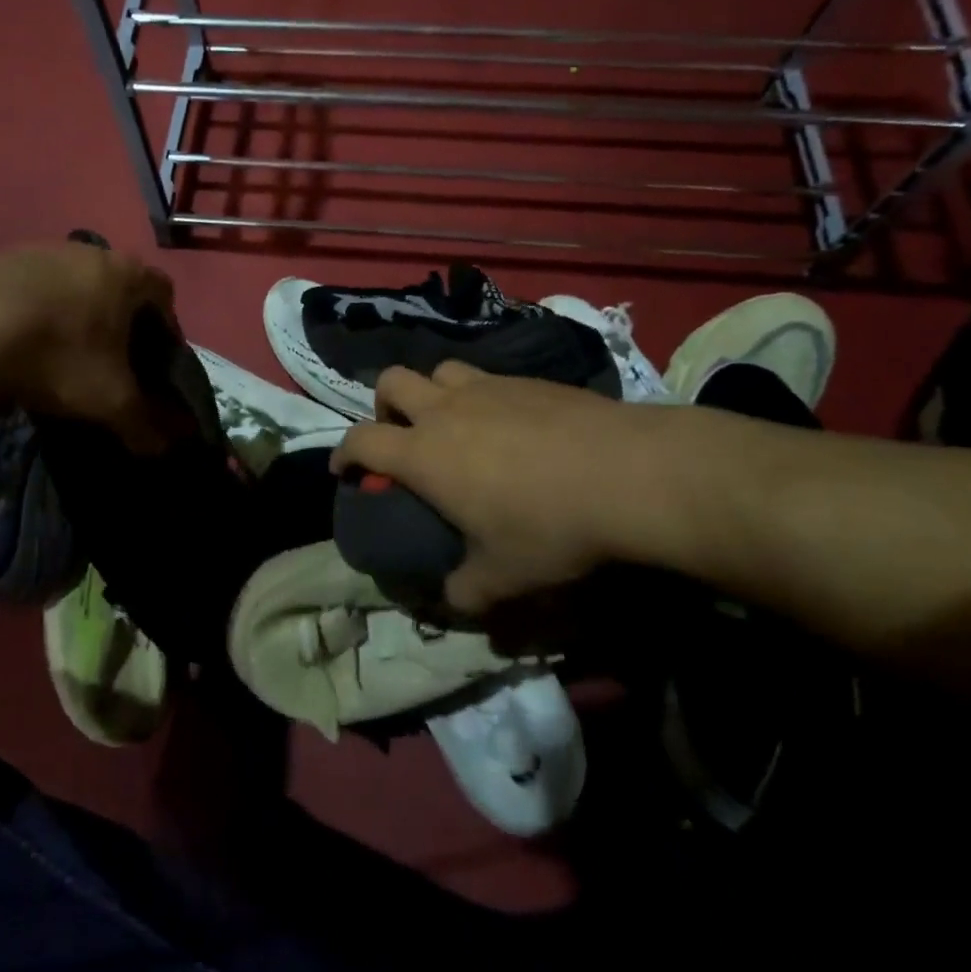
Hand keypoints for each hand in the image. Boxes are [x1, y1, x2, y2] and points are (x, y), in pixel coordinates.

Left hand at [0, 243, 182, 455]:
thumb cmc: (60, 354)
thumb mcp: (109, 399)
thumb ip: (143, 422)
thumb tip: (164, 447)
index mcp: (126, 274)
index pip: (163, 292)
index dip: (165, 327)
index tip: (153, 360)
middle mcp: (88, 251)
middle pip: (116, 286)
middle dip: (117, 322)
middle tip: (110, 361)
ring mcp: (40, 251)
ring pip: (71, 285)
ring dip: (72, 316)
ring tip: (59, 357)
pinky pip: (30, 289)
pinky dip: (33, 315)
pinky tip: (19, 346)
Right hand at [332, 361, 719, 613]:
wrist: (627, 472)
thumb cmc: (550, 525)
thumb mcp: (504, 575)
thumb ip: (467, 591)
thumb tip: (453, 601)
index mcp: (424, 454)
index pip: (362, 441)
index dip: (343, 453)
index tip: (344, 470)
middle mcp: (446, 410)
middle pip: (391, 381)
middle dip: (384, 405)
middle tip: (401, 435)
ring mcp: (488, 387)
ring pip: (439, 370)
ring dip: (432, 392)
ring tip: (453, 423)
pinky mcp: (528, 379)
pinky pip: (487, 377)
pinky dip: (481, 395)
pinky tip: (510, 424)